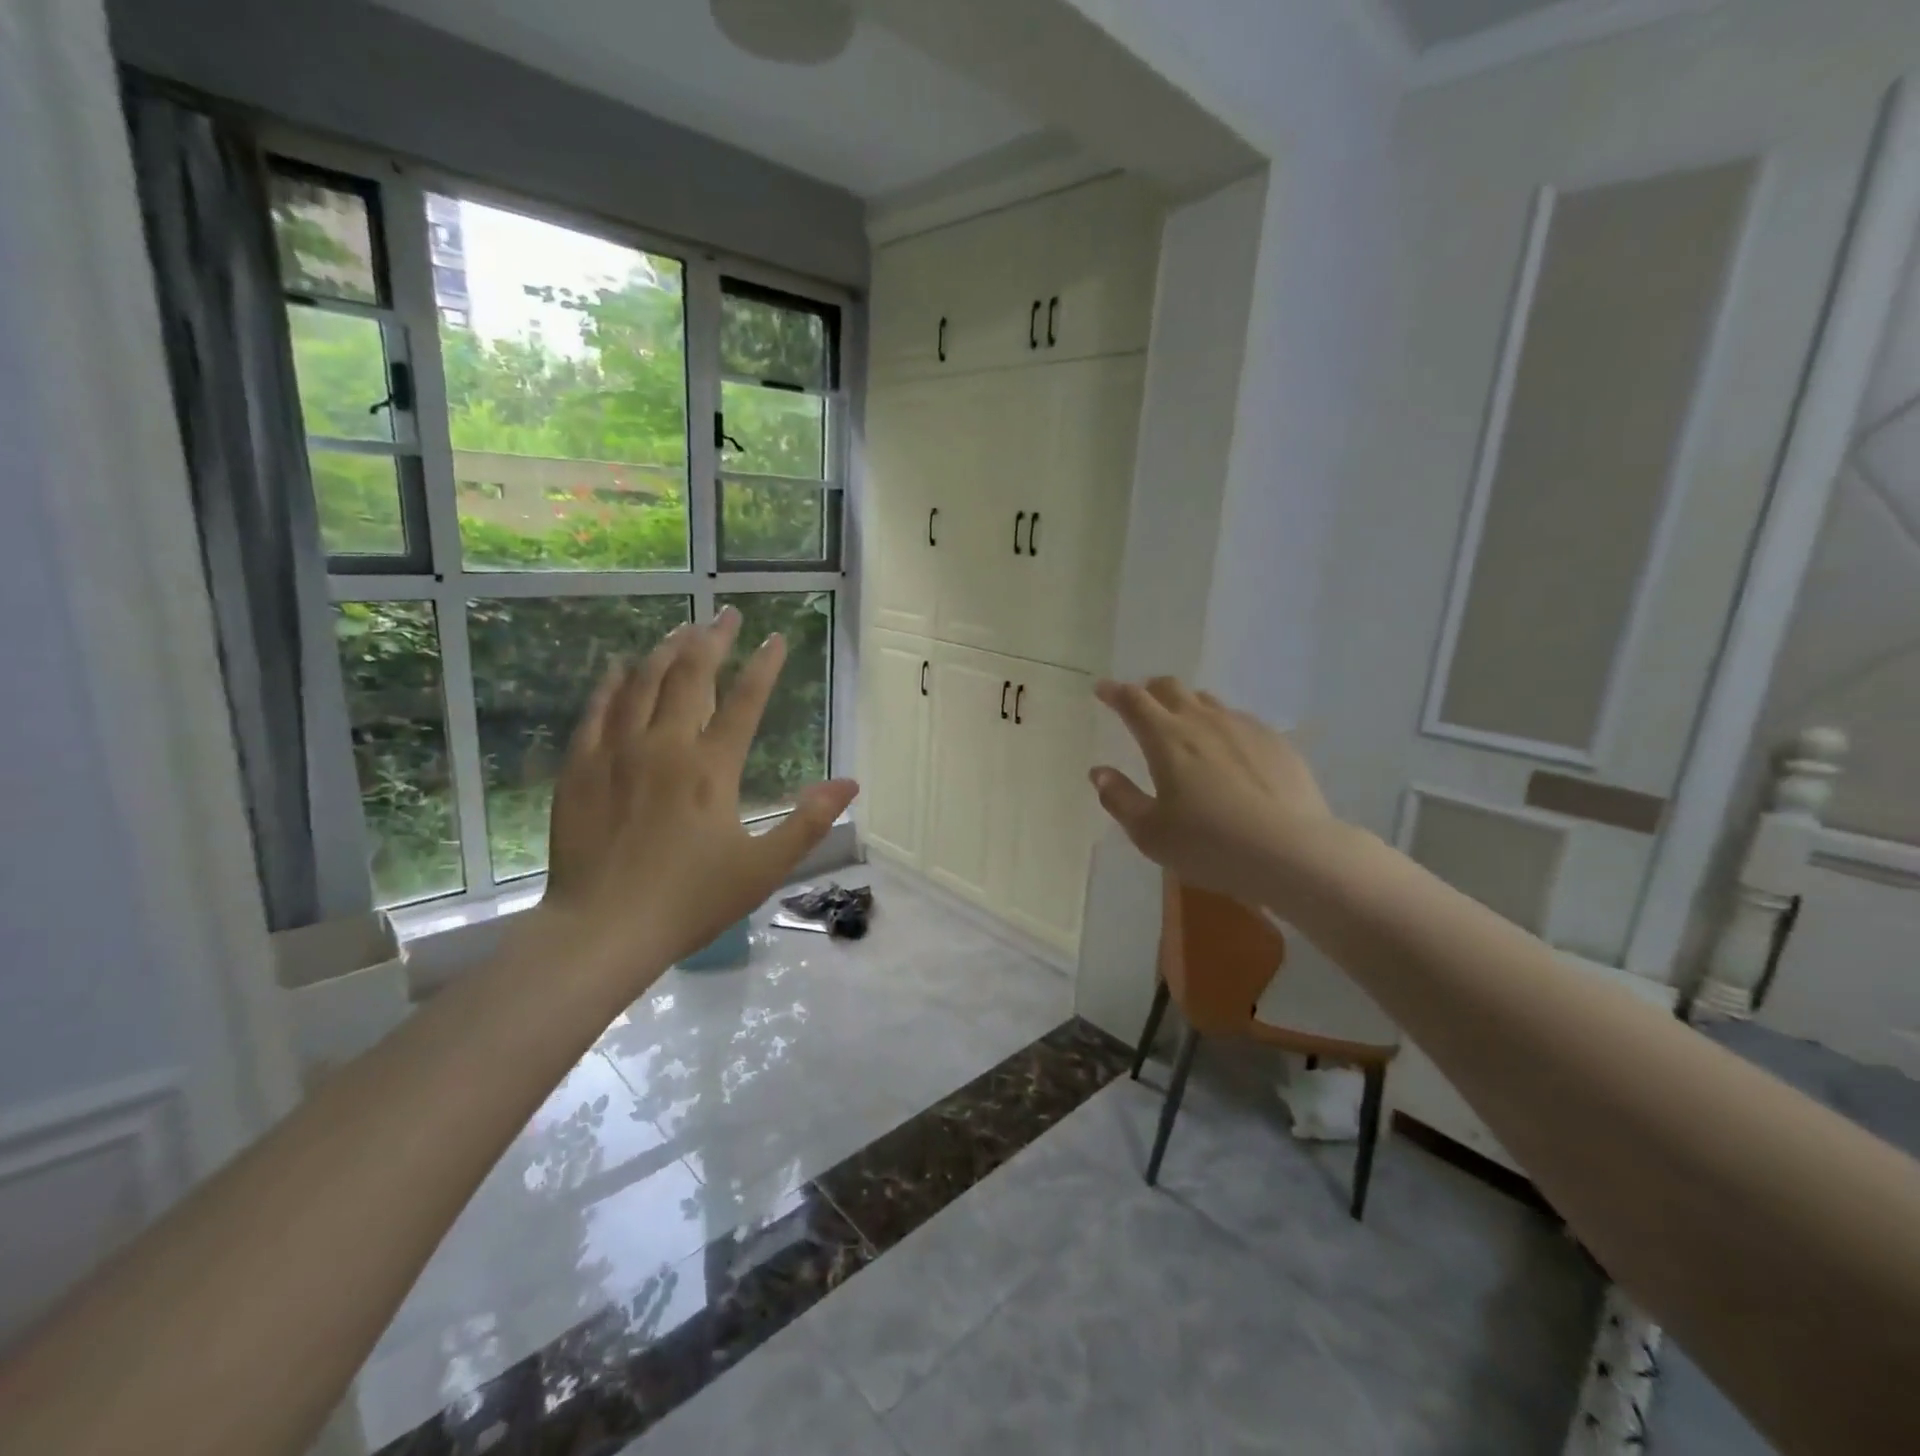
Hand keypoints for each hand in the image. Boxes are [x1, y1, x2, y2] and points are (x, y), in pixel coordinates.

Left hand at [537, 606, 858, 988]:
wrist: (602, 930)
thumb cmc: (690, 901)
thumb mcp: (763, 868)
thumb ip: (808, 822)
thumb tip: (850, 783)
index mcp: (711, 769)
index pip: (745, 701)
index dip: (764, 666)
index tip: (777, 638)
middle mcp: (664, 746)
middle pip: (690, 676)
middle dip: (711, 640)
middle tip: (725, 614)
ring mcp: (617, 753)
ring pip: (641, 683)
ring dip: (664, 650)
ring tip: (681, 629)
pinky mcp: (581, 768)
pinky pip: (597, 710)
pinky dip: (611, 683)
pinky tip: (618, 667)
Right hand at [1090, 677, 1334, 909]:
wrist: (1292, 852)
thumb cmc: (1209, 844)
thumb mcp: (1150, 832)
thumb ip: (1120, 798)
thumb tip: (1100, 773)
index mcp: (1166, 738)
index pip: (1133, 701)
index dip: (1114, 692)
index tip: (1102, 689)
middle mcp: (1203, 721)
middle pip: (1171, 688)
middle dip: (1150, 690)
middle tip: (1141, 704)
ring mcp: (1244, 727)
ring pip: (1208, 701)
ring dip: (1187, 705)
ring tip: (1184, 726)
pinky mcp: (1276, 742)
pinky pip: (1240, 720)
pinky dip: (1222, 725)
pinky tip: (1228, 750)